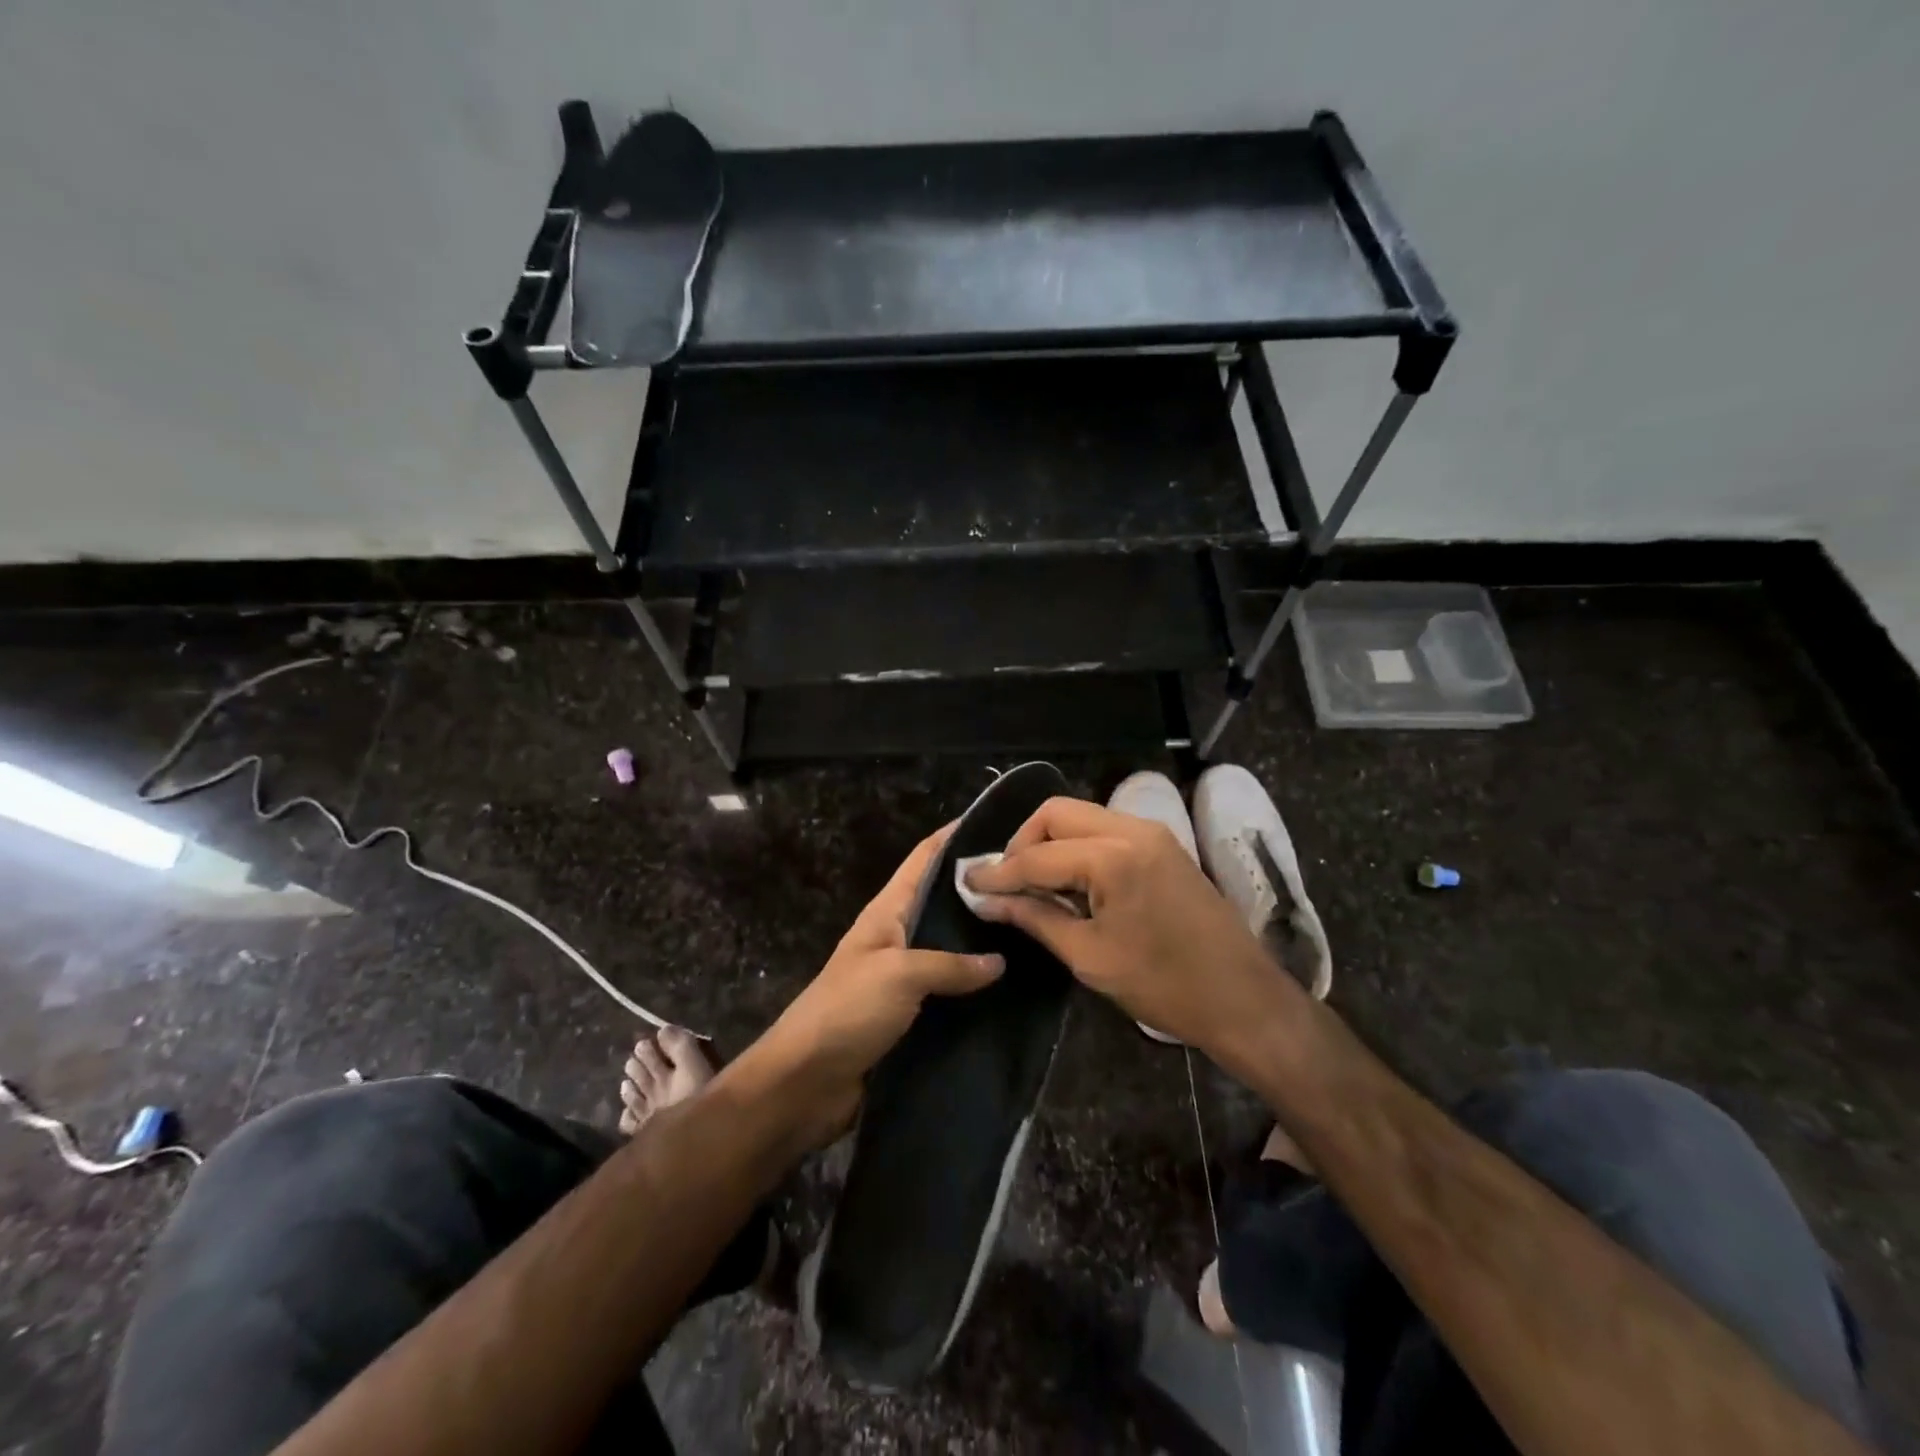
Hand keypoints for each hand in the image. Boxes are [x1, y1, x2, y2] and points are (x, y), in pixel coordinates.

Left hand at [755, 823, 1004, 1144]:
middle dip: (980, 891)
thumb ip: (951, 964)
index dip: (952, 837)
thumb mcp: (900, 974)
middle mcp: (897, 938)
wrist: (805, 1084)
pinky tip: (1012, 988)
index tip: (996, 823)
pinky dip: (975, 988)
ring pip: (950, 949)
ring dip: (982, 941)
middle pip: (941, 903)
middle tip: (1031, 884)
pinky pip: (949, 993)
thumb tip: (999, 961)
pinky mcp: (910, 1017)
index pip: (923, 860)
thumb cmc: (847, 1011)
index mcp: (887, 913)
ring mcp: (902, 978)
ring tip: (1033, 930)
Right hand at [963, 797, 1300, 1064]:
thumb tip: (988, 899)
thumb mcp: (1090, 957)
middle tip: (1004, 881)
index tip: (967, 883)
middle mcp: (1132, 829)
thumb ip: (1035, 917)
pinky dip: (1077, 847)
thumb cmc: (1164, 986)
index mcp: (1113, 856)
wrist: (1244, 999)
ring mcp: (1152, 833)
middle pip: (1057, 813)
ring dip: (1050, 842)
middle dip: (1022, 842)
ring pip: (1081, 816)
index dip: (998, 871)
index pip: (1037, 854)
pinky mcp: (1163, 845)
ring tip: (1032, 884)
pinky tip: (1069, 881)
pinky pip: (1105, 830)